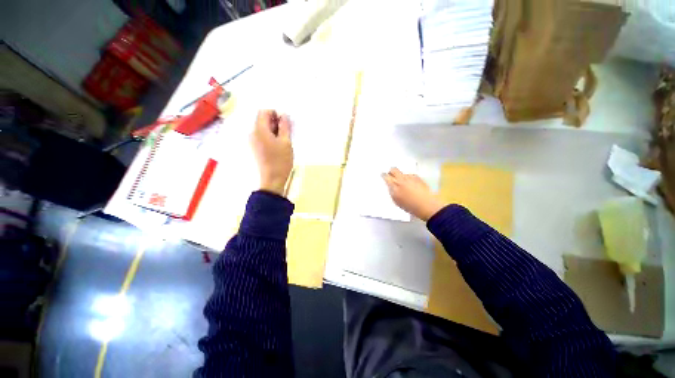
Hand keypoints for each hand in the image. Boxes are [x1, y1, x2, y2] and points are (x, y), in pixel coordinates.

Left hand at [250, 110, 292, 195]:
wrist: (273, 179)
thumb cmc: (281, 160)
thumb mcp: (286, 142)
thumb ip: (285, 126)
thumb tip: (284, 115)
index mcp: (259, 130)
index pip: (263, 112)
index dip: (275, 113)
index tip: (285, 122)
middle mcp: (253, 133)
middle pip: (262, 120)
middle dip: (275, 122)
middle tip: (287, 131)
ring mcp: (253, 141)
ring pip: (263, 129)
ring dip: (274, 130)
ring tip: (284, 140)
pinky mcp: (255, 148)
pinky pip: (262, 137)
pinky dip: (271, 137)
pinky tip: (279, 145)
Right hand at [382, 168, 444, 221]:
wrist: (426, 205)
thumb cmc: (409, 206)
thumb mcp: (396, 201)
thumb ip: (392, 191)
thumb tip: (390, 186)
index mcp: (394, 185)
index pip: (386, 176)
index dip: (384, 176)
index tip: (384, 176)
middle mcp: (401, 179)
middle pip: (393, 169)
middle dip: (391, 172)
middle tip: (392, 176)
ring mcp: (410, 177)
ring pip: (402, 173)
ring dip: (401, 176)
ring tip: (405, 184)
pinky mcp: (418, 177)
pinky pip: (410, 175)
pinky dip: (409, 179)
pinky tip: (412, 185)